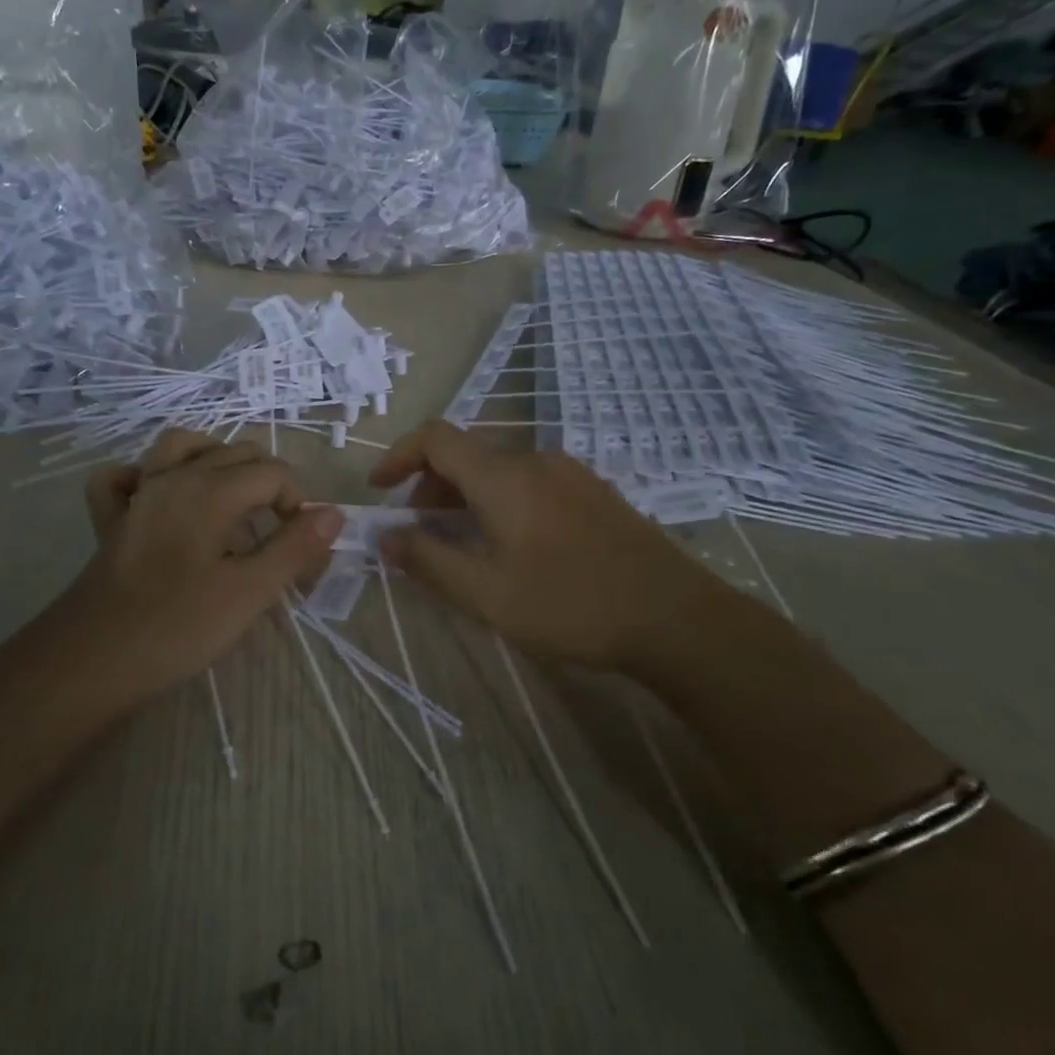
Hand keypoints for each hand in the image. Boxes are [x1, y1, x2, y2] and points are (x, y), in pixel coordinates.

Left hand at [66, 431, 341, 695]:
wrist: (93, 659)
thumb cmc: (178, 626)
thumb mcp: (250, 592)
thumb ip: (294, 548)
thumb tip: (332, 514)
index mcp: (210, 490)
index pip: (273, 472)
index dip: (298, 502)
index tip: (301, 544)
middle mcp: (174, 477)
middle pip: (235, 453)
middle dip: (266, 482)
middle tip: (276, 532)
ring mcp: (138, 493)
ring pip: (180, 446)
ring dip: (213, 460)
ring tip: (231, 497)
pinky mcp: (112, 518)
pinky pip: (125, 476)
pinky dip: (146, 476)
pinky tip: (160, 499)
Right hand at [369, 421, 746, 677]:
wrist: (675, 616)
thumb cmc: (570, 604)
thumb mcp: (486, 594)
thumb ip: (428, 560)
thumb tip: (386, 536)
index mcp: (502, 476)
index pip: (435, 438)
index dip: (398, 456)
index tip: (379, 490)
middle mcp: (534, 459)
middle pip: (466, 454)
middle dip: (430, 486)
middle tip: (420, 533)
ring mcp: (569, 472)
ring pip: (499, 469)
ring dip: (466, 496)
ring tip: (464, 543)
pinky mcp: (593, 491)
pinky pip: (529, 481)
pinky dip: (500, 499)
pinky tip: (513, 544)